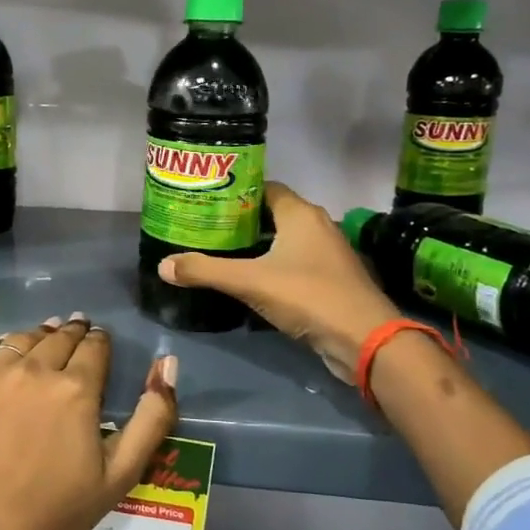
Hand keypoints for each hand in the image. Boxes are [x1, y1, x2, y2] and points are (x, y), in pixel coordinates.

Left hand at [0, 315, 178, 529]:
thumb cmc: (59, 511)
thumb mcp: (122, 472)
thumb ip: (153, 416)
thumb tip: (167, 363)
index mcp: (75, 389)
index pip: (94, 346)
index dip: (99, 341)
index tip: (99, 341)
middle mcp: (32, 370)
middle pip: (58, 336)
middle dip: (71, 332)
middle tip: (75, 331)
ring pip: (20, 339)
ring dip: (36, 337)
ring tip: (42, 342)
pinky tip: (2, 361)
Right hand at [159, 182, 398, 383]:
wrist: (366, 341)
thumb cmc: (309, 296)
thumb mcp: (249, 282)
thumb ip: (205, 271)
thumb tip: (163, 265)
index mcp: (300, 213)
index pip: (264, 188)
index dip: (235, 191)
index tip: (206, 201)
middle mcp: (317, 225)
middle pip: (271, 214)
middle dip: (239, 220)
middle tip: (204, 228)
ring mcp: (327, 254)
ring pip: (283, 240)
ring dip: (255, 246)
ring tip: (218, 252)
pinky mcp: (330, 280)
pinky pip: (293, 263)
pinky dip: (271, 266)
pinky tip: (247, 280)